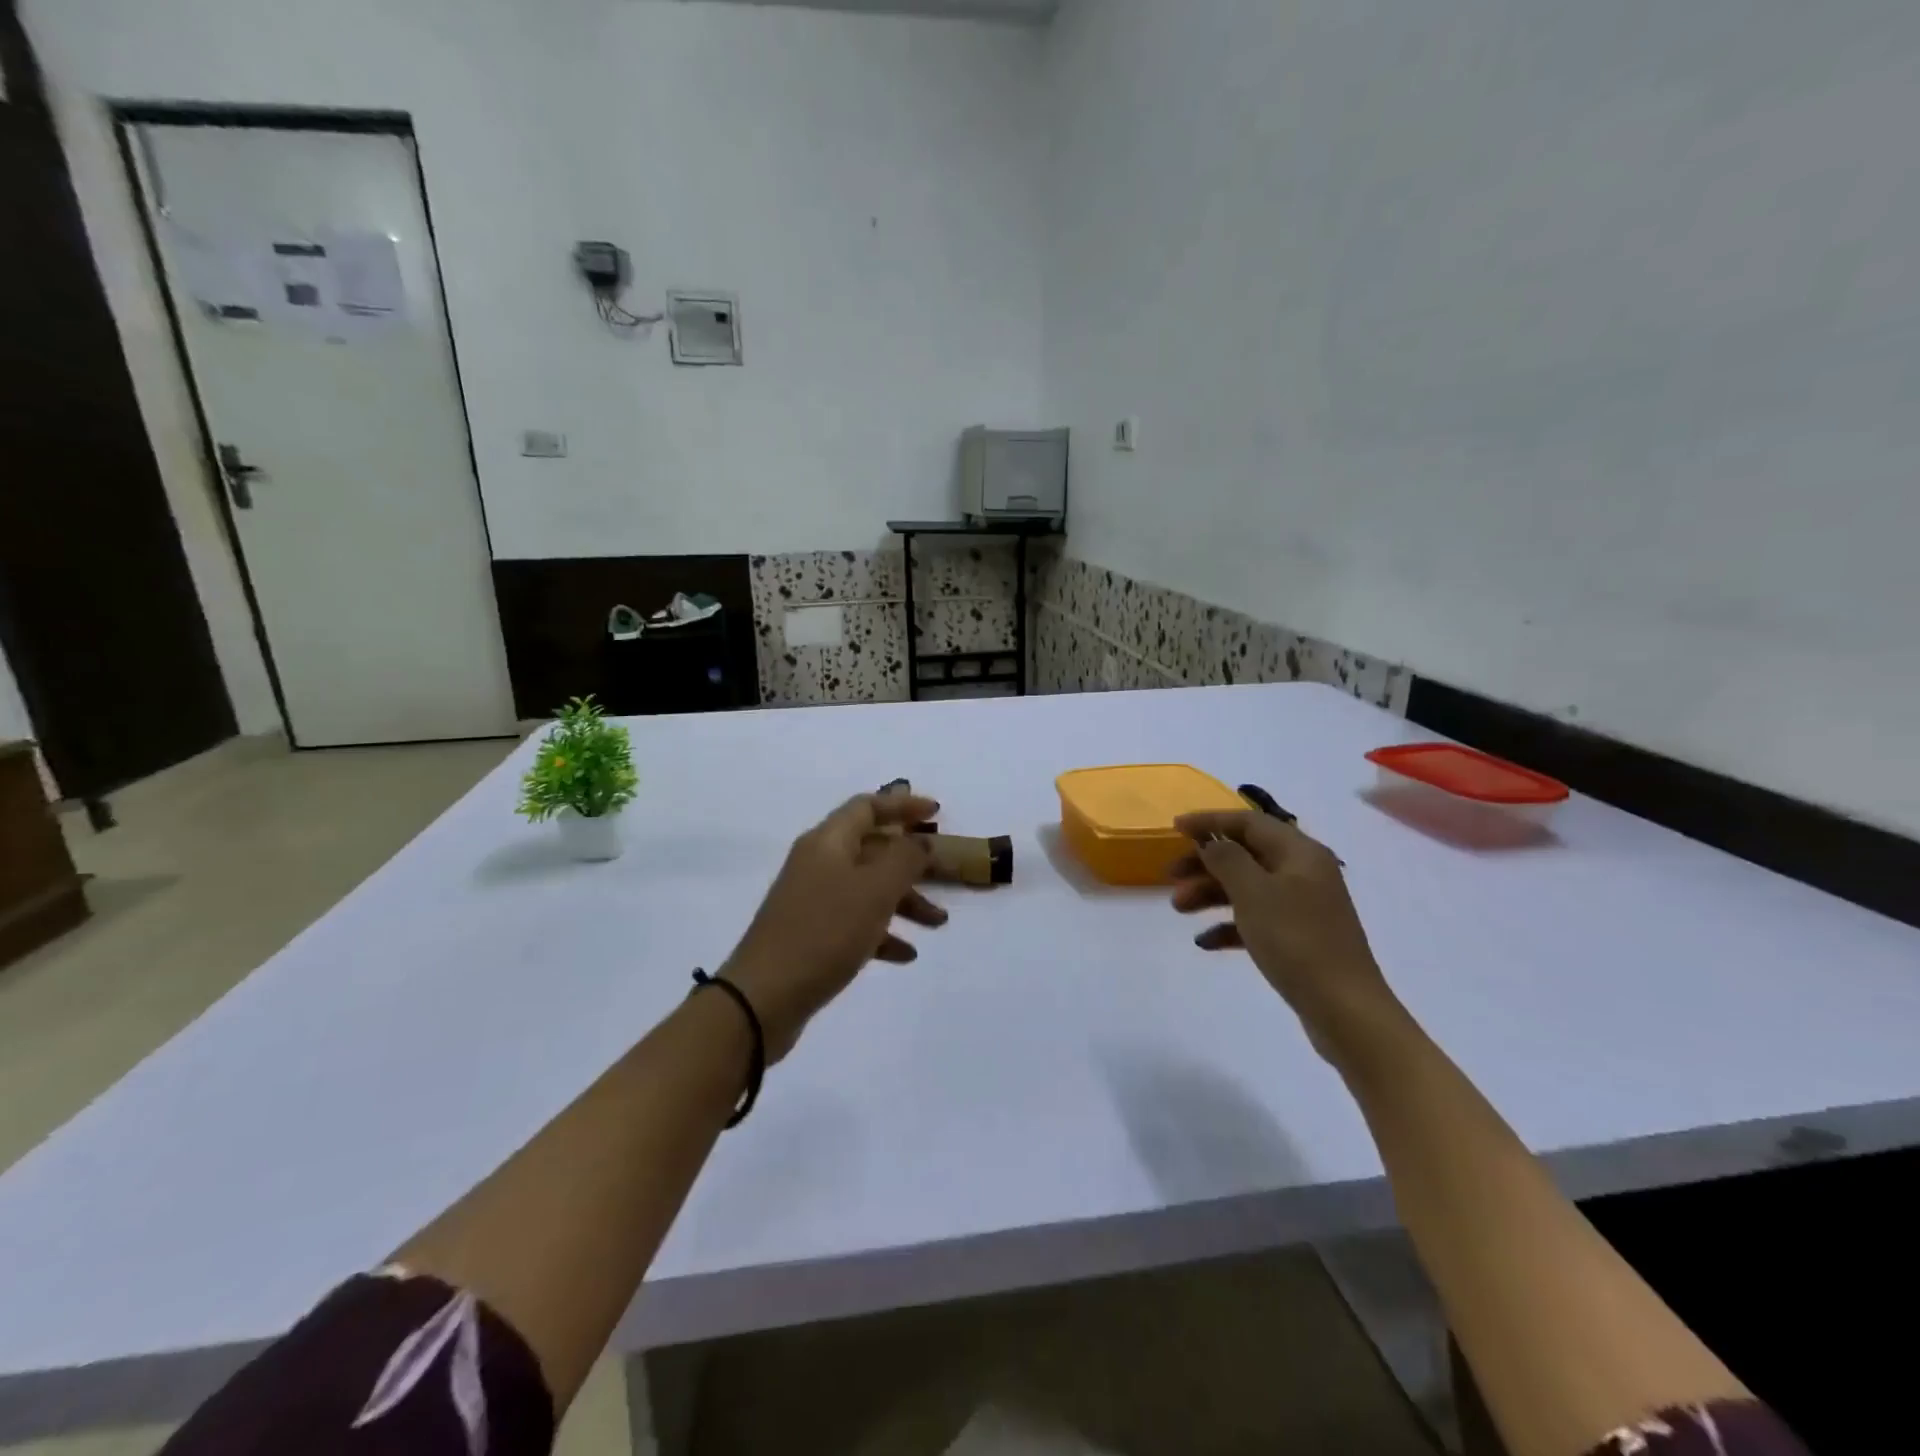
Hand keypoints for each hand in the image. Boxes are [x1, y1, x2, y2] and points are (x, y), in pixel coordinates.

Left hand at [721, 792, 947, 1059]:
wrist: (762, 998)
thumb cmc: (824, 932)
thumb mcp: (875, 890)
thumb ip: (905, 858)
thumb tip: (920, 842)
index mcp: (828, 842)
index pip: (868, 806)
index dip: (903, 805)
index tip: (937, 813)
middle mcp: (818, 863)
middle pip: (872, 848)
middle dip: (911, 861)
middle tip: (946, 873)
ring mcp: (812, 900)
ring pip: (867, 888)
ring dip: (904, 900)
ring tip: (938, 924)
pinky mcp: (811, 935)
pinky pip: (854, 922)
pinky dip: (883, 932)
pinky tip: (906, 955)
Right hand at [1170, 811, 1403, 1063]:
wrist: (1345, 1009)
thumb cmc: (1296, 940)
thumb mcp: (1254, 893)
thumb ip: (1227, 859)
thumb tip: (1212, 842)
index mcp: (1299, 853)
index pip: (1249, 822)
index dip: (1210, 821)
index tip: (1175, 828)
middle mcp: (1303, 872)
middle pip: (1245, 854)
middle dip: (1204, 863)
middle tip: (1170, 877)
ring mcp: (1302, 907)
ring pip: (1247, 887)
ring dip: (1210, 894)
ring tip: (1179, 910)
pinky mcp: (1299, 939)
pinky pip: (1255, 919)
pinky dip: (1228, 925)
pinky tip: (1205, 942)